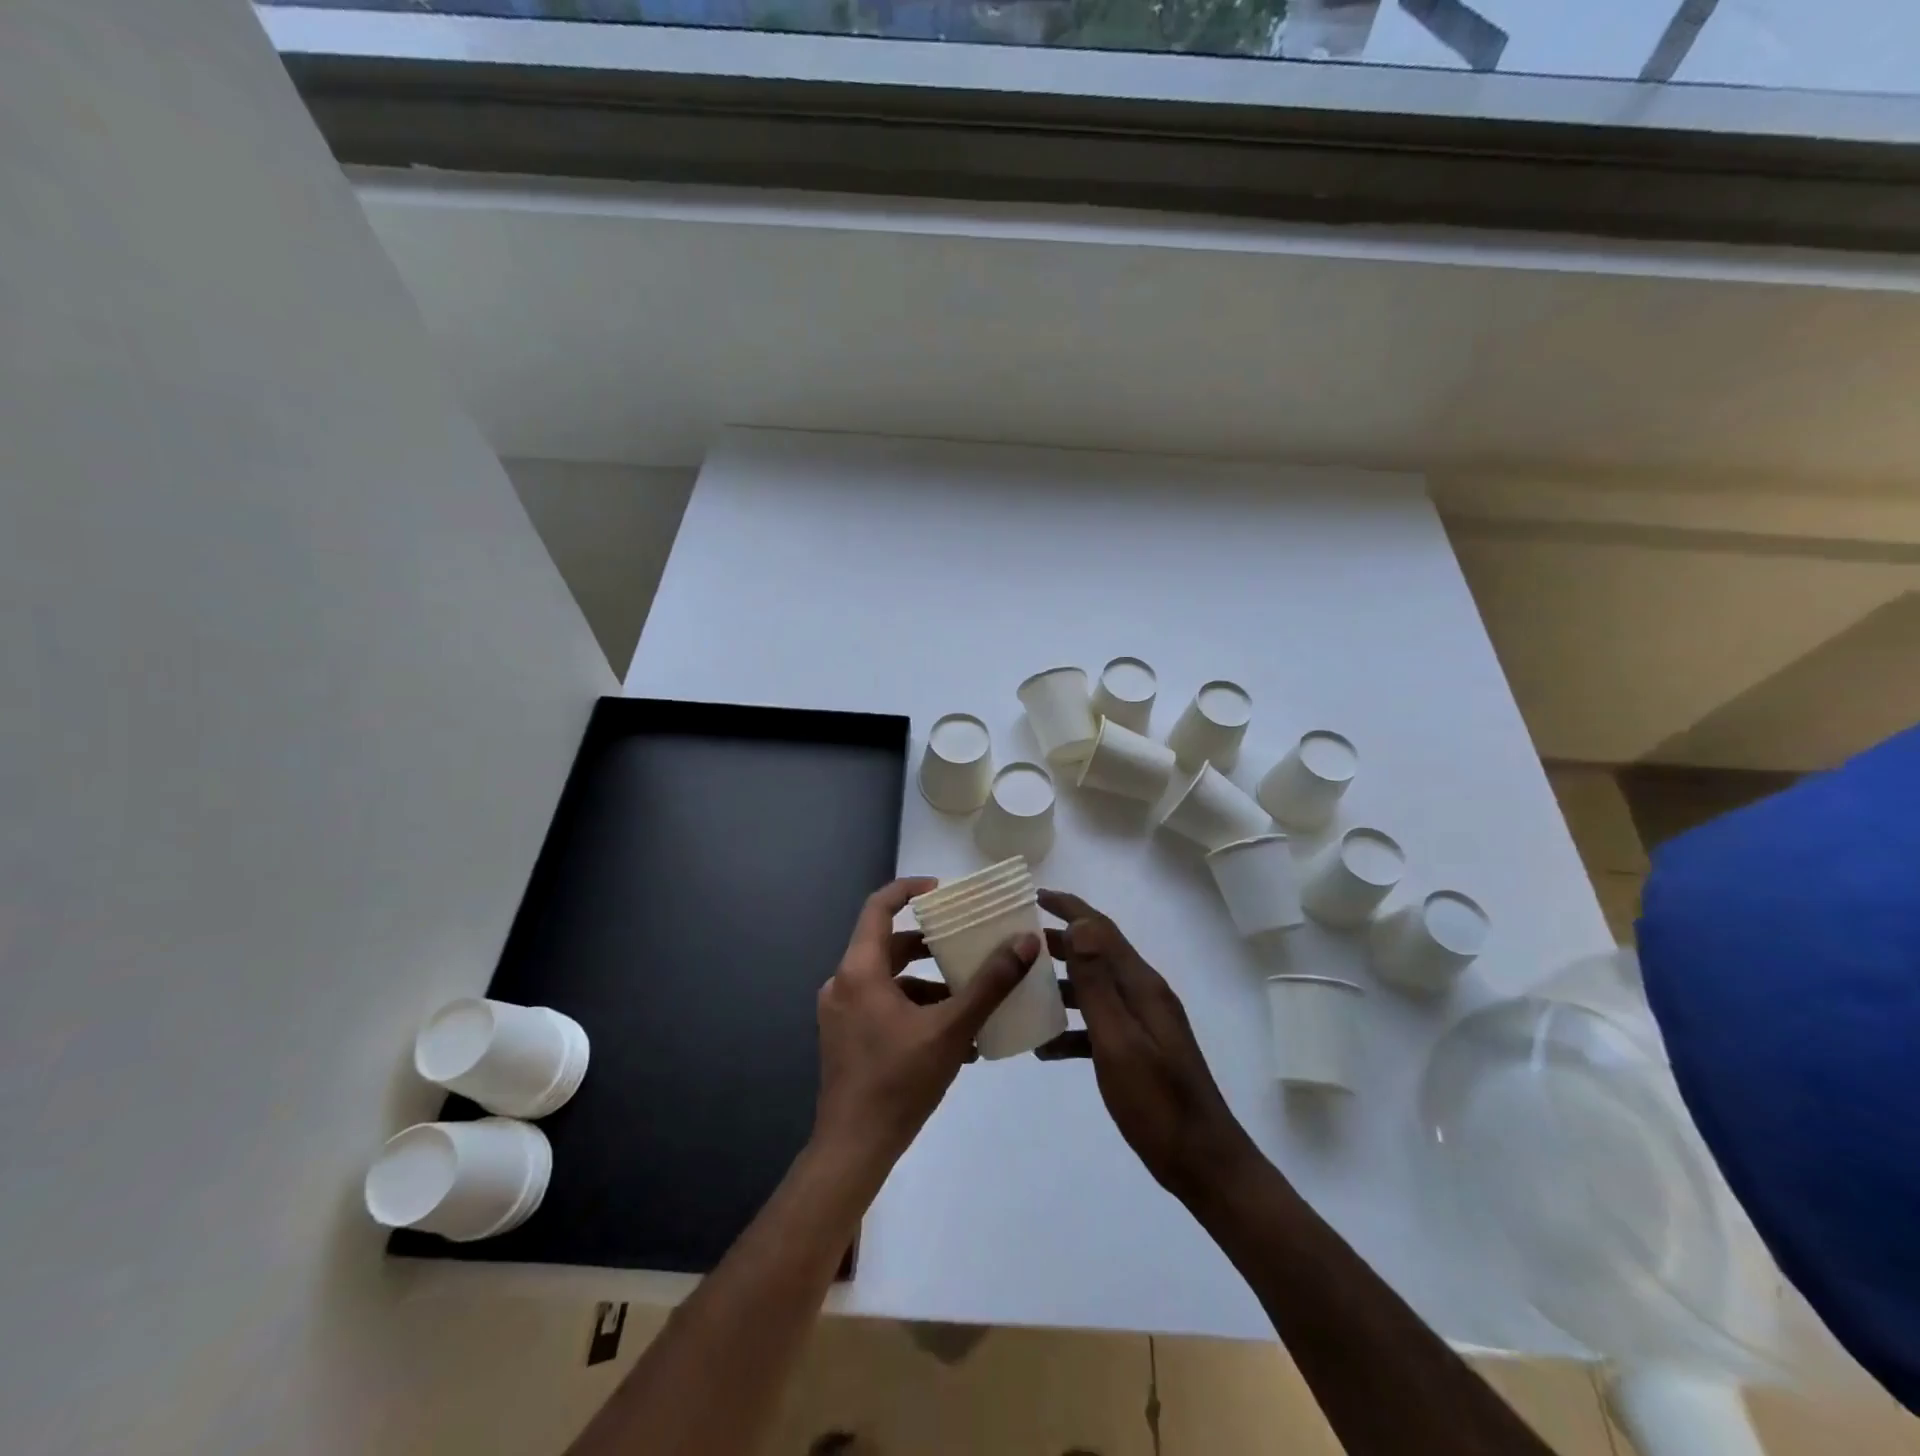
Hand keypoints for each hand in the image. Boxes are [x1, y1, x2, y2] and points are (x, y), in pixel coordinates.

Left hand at [812, 877, 1038, 1177]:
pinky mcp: (845, 1038)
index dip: (909, 889)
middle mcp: (843, 983)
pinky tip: (953, 1037)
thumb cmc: (899, 1082)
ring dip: (927, 983)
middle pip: (889, 945)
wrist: (853, 1150)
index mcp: (860, 970)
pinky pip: (882, 1006)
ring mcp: (840, 1013)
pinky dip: (914, 1008)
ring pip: (888, 980)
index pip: (878, 907)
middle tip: (968, 943)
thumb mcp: (952, 1029)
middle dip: (930, 944)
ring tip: (970, 996)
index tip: (944, 890)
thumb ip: (990, 984)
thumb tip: (1026, 942)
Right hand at [1038, 889, 1261, 1205]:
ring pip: (1096, 989)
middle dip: (1060, 943)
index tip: (1036, 895)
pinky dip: (1073, 1028)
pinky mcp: (1140, 1049)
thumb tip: (1081, 925)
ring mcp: (1144, 1023)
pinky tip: (1045, 1047)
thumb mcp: (1119, 1041)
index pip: (1102, 930)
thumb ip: (1098, 984)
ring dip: (1062, 984)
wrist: (1203, 1163)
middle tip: (1019, 941)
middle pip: (1098, 954)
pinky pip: (1100, 1025)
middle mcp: (1144, 994)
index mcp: (1142, 985)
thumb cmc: (1157, 1103)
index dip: (1071, 908)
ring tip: (1024, 989)